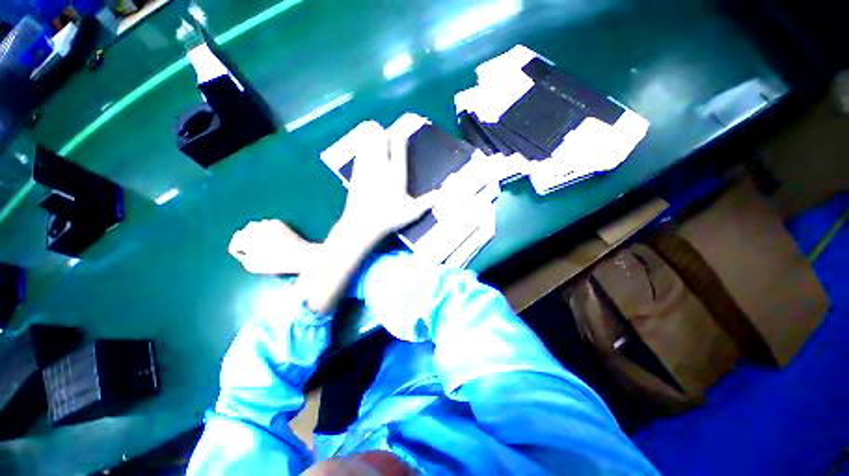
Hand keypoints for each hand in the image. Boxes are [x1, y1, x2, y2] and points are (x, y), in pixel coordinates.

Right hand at [228, 219, 318, 274]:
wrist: (300, 255)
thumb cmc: (277, 263)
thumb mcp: (253, 266)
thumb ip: (243, 257)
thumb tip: (242, 250)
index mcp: (246, 239)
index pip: (235, 244)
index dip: (240, 252)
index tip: (248, 257)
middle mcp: (254, 228)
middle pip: (242, 234)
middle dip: (245, 241)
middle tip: (254, 250)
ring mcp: (267, 223)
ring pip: (254, 227)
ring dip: (255, 234)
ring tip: (263, 244)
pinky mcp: (278, 222)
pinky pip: (266, 225)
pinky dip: (266, 231)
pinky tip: (273, 239)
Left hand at [341, 122, 437, 241]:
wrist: (362, 224)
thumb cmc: (389, 217)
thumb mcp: (413, 212)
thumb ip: (429, 201)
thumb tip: (445, 194)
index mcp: (396, 173)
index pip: (398, 145)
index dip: (400, 132)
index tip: (403, 125)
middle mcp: (380, 166)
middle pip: (379, 138)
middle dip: (383, 132)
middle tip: (388, 133)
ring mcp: (366, 168)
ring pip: (366, 142)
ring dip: (371, 135)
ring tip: (374, 133)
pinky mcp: (355, 174)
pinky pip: (358, 153)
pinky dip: (362, 146)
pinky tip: (363, 148)